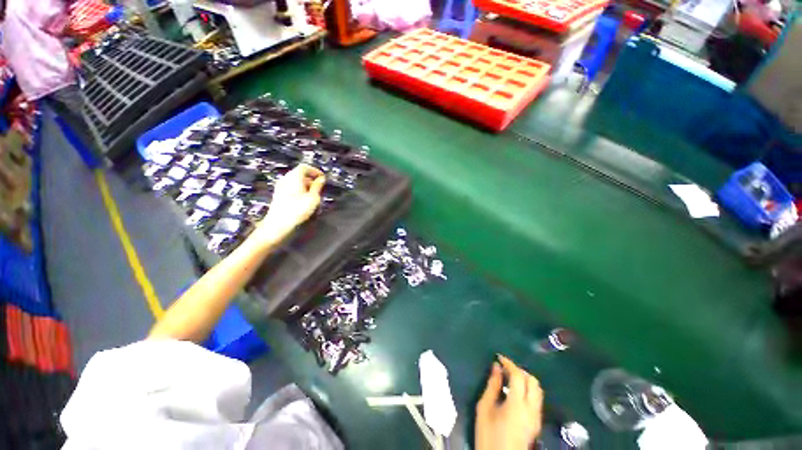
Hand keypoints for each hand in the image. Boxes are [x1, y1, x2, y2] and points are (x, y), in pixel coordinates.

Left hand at [252, 164, 324, 246]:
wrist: (278, 224)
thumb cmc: (298, 210)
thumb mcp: (313, 198)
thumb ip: (317, 186)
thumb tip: (321, 179)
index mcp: (294, 177)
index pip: (304, 167)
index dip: (315, 171)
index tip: (323, 178)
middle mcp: (285, 179)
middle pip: (299, 173)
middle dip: (311, 179)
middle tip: (320, 187)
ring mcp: (280, 187)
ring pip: (295, 181)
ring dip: (305, 185)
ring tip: (314, 195)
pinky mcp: (278, 195)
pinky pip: (291, 187)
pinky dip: (299, 190)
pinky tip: (304, 201)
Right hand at [475, 355, 542, 449]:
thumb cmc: (488, 435)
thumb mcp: (485, 408)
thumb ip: (492, 386)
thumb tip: (496, 367)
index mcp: (518, 405)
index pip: (519, 376)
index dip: (509, 363)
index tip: (498, 357)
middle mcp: (532, 410)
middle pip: (533, 382)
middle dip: (520, 370)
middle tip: (505, 368)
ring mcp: (536, 418)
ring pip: (537, 391)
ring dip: (525, 380)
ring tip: (509, 378)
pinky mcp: (536, 424)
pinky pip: (536, 400)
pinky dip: (527, 390)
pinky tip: (514, 392)